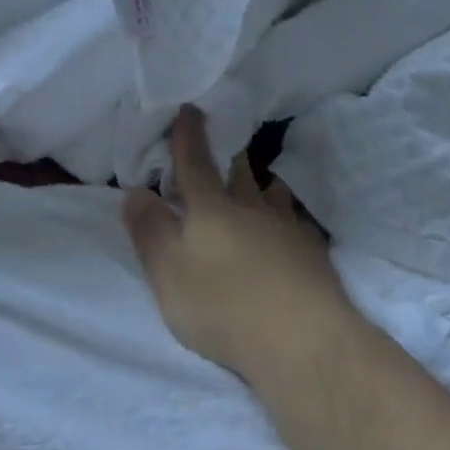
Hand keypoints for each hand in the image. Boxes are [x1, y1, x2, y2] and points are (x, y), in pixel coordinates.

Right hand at [124, 107, 358, 381]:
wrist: (303, 341)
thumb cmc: (223, 306)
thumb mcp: (168, 273)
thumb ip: (150, 231)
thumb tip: (135, 191)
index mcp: (212, 210)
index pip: (195, 164)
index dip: (188, 136)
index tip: (190, 108)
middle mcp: (252, 210)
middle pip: (239, 174)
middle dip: (228, 154)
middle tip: (226, 140)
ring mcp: (288, 230)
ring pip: (273, 196)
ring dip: (262, 184)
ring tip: (260, 181)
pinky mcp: (314, 255)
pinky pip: (296, 224)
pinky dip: (288, 218)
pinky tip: (289, 229)